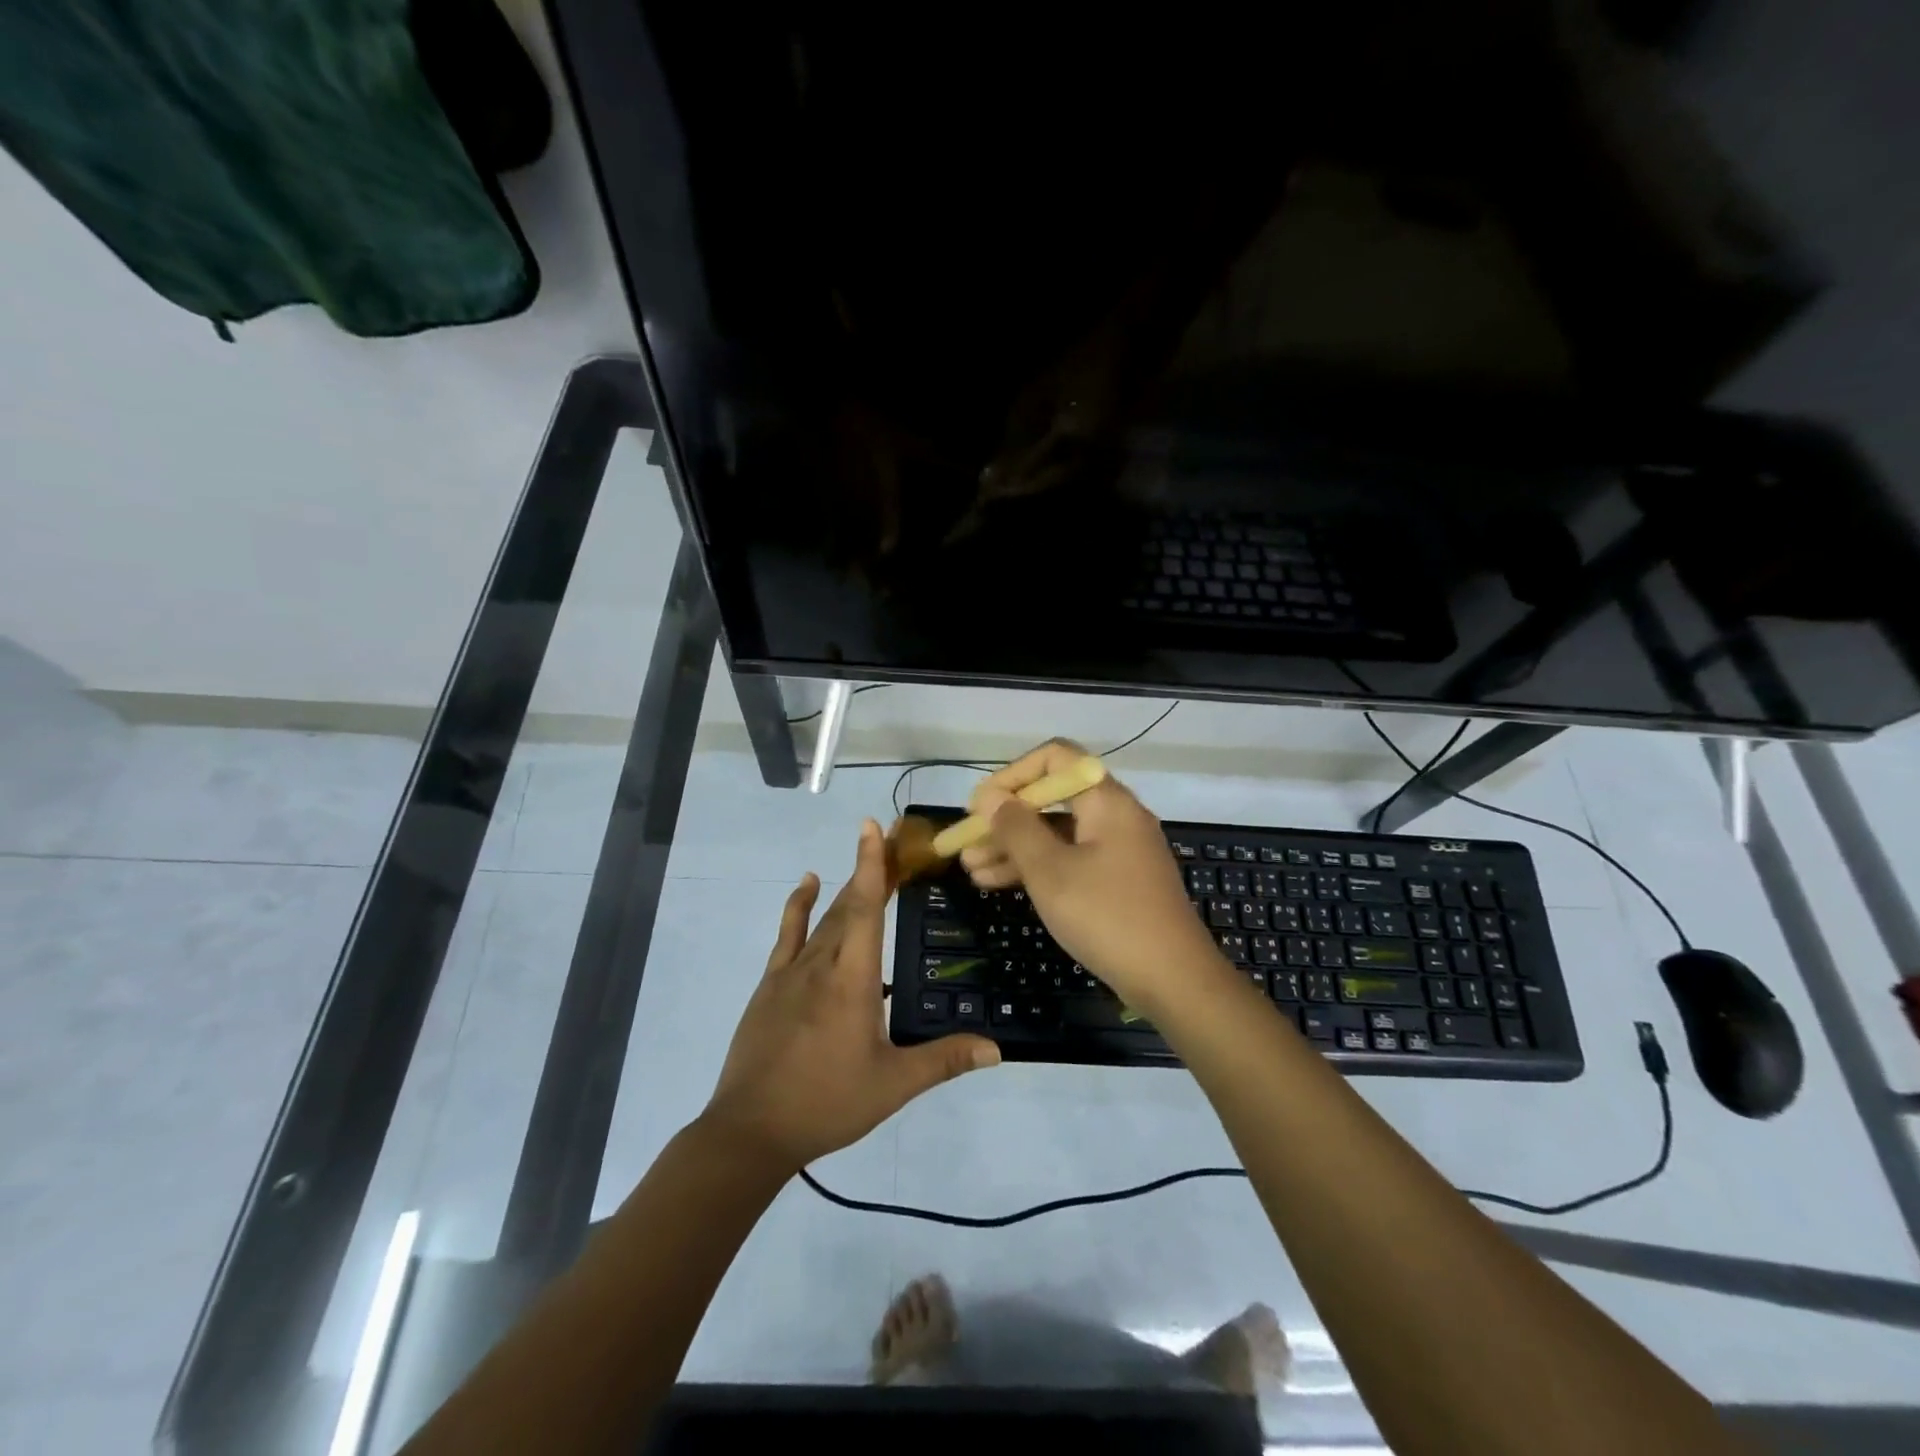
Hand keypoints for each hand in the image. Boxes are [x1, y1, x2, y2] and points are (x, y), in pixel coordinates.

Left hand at [703, 819, 999, 1170]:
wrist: (752, 1130)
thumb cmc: (827, 1103)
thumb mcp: (893, 1085)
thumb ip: (943, 1061)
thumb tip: (996, 1048)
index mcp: (852, 980)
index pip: (864, 909)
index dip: (871, 865)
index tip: (874, 827)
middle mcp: (821, 964)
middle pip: (848, 904)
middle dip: (870, 869)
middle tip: (892, 837)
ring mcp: (791, 972)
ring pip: (822, 917)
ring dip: (845, 886)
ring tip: (866, 857)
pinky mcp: (770, 985)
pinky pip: (787, 934)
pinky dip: (797, 905)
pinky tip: (806, 884)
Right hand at [961, 740, 1227, 1012]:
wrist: (1174, 980)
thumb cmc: (1107, 916)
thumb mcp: (1050, 871)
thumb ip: (1016, 828)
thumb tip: (990, 797)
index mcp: (1106, 800)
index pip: (1055, 758)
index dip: (1012, 775)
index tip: (980, 806)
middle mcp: (1115, 816)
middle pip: (1052, 799)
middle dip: (1005, 819)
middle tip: (965, 843)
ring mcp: (1118, 850)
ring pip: (1057, 835)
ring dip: (1013, 848)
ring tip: (970, 870)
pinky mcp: (1118, 881)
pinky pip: (1070, 860)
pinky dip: (1037, 868)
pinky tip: (997, 884)